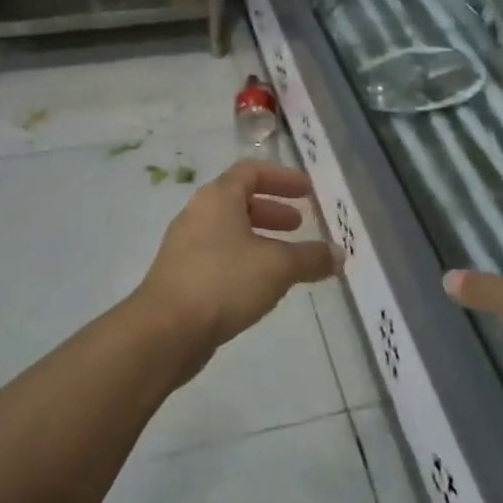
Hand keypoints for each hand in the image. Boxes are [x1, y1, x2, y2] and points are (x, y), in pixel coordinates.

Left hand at [136, 159, 340, 358]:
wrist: (164, 332)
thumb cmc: (224, 282)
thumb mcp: (278, 267)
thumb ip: (311, 257)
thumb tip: (339, 254)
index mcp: (218, 197)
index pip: (251, 171)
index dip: (282, 177)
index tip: (307, 191)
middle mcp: (198, 214)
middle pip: (239, 200)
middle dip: (273, 210)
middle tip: (299, 224)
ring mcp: (186, 246)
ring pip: (230, 231)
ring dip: (260, 238)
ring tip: (287, 259)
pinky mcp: (181, 276)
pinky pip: (220, 256)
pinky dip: (245, 260)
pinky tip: (262, 285)